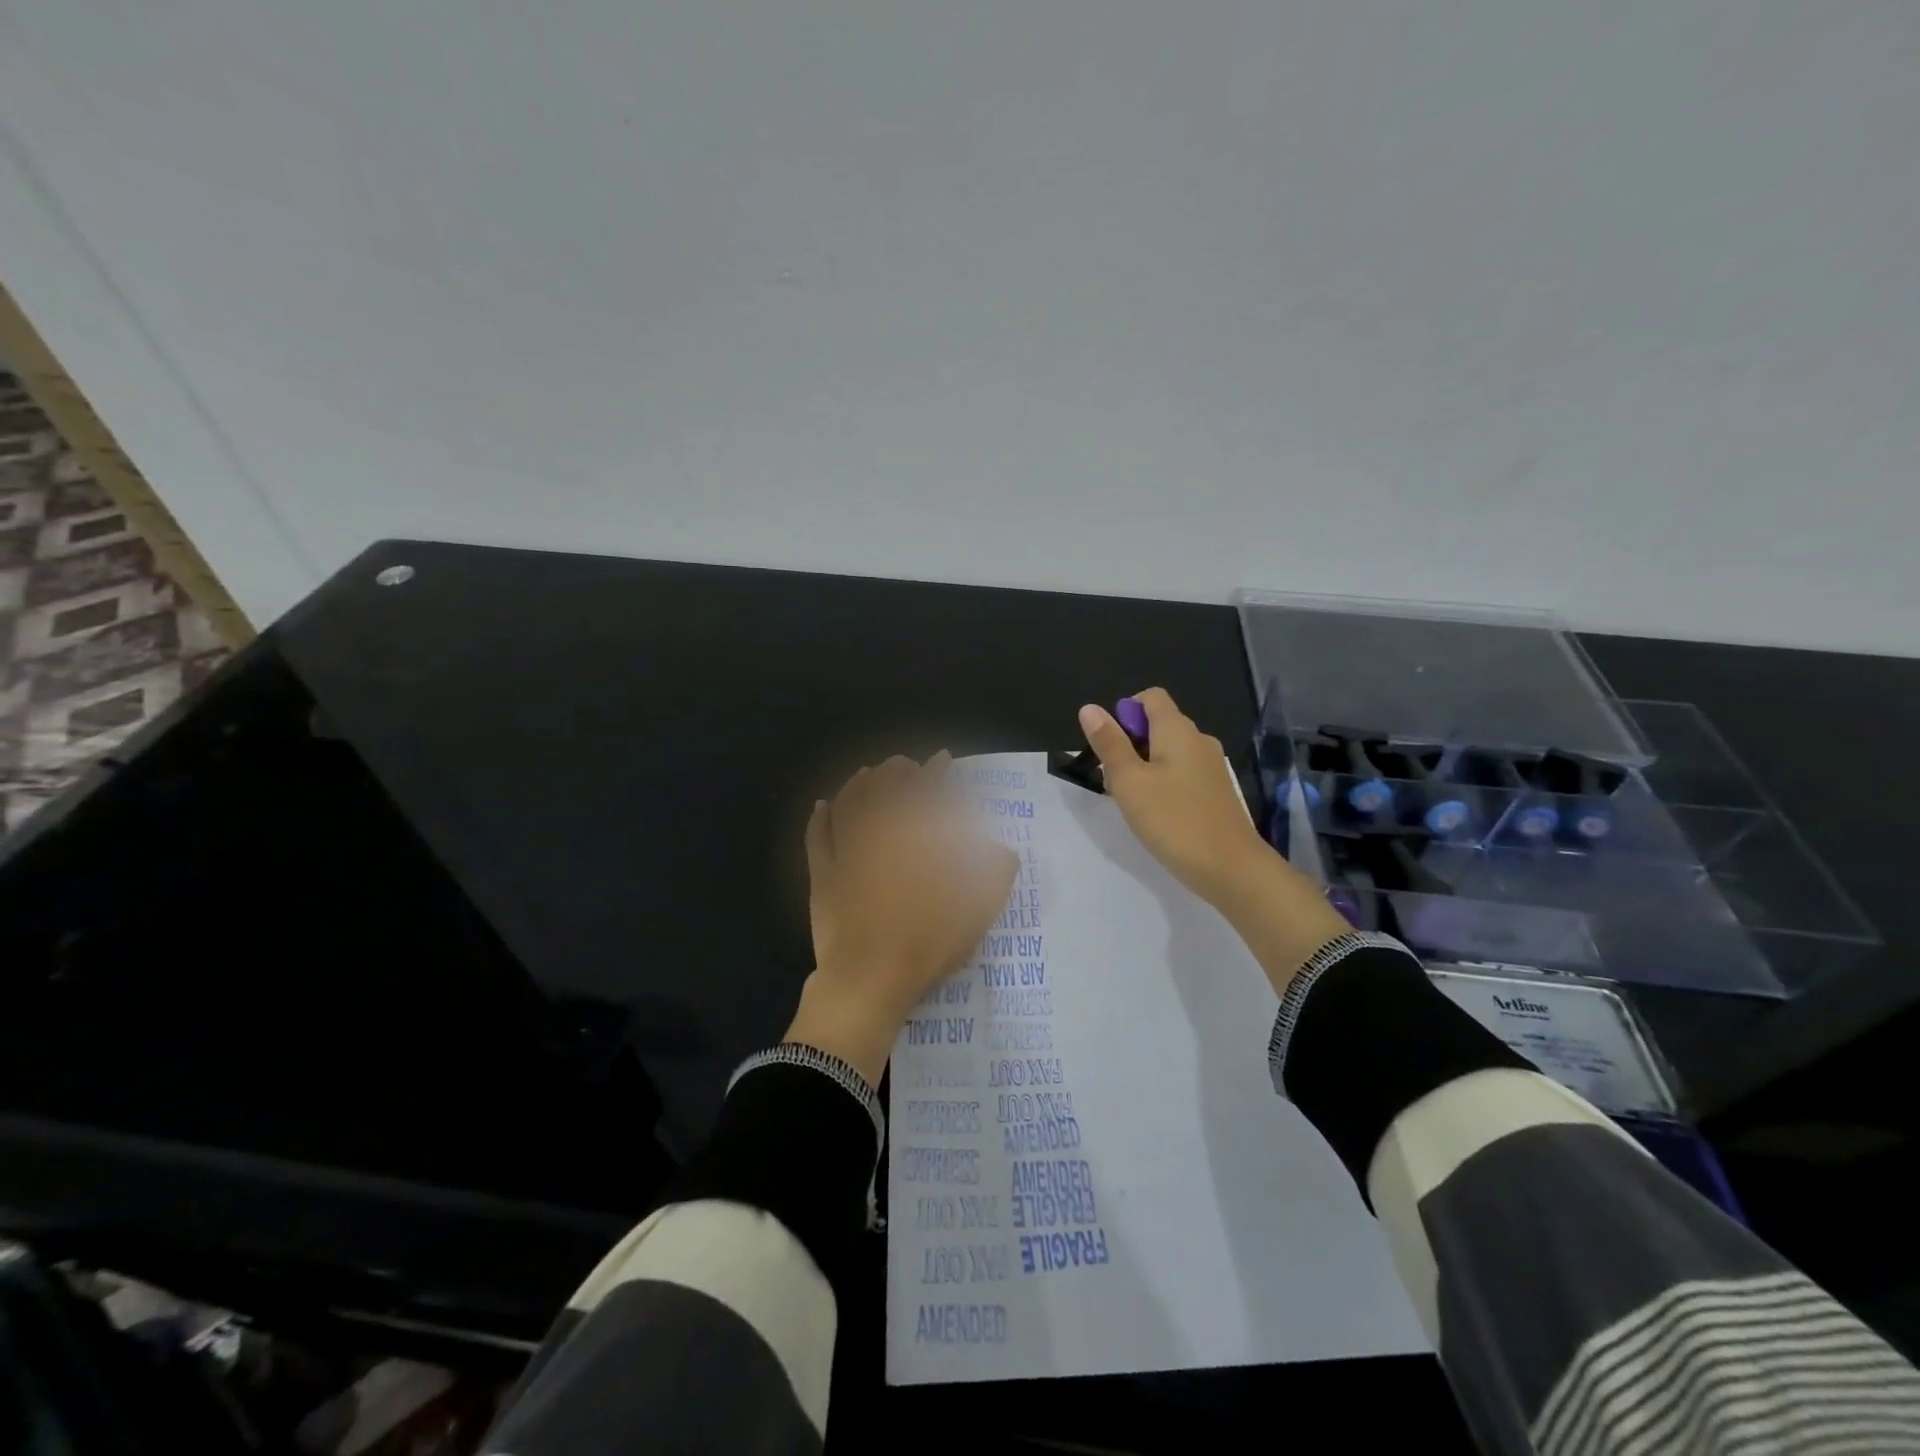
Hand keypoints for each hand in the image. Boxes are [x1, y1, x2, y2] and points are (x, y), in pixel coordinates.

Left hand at [786, 753, 1019, 1082]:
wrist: (869, 980)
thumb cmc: (927, 944)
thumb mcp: (976, 914)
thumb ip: (994, 878)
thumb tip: (1004, 853)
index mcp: (917, 839)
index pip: (927, 791)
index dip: (936, 772)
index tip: (942, 759)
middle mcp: (879, 834)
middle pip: (883, 788)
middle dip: (895, 771)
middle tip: (904, 765)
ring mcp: (845, 852)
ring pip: (847, 803)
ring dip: (857, 784)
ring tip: (866, 774)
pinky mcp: (821, 875)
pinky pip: (816, 836)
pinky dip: (819, 817)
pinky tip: (821, 806)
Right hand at [1078, 688, 1350, 994]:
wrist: (1231, 869)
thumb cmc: (1174, 820)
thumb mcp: (1129, 782)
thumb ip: (1109, 744)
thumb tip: (1089, 708)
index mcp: (1178, 730)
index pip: (1150, 697)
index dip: (1124, 712)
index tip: (1110, 746)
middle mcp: (1198, 740)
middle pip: (1157, 725)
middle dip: (1128, 745)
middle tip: (1113, 781)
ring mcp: (1211, 767)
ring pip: (1168, 753)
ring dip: (1143, 768)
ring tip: (1131, 801)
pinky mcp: (1215, 792)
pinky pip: (1182, 774)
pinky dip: (1162, 784)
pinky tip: (1155, 814)